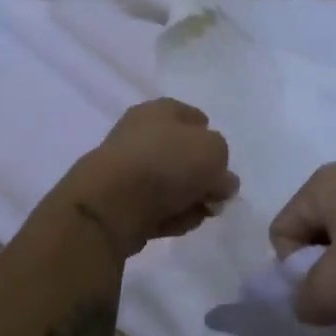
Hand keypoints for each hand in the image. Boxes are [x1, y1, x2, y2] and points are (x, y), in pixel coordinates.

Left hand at [69, 99, 237, 250]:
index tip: (222, 164)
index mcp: (161, 110)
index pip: (194, 118)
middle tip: (215, 196)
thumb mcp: (214, 152)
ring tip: (195, 214)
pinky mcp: (119, 200)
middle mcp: (141, 133)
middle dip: (202, 179)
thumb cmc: (167, 163)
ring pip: (170, 185)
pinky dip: (167, 217)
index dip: (211, 139)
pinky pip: (154, 208)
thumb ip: (223, 163)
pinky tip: (173, 225)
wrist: (112, 202)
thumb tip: (220, 180)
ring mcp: (127, 167)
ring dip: (188, 202)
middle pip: (183, 155)